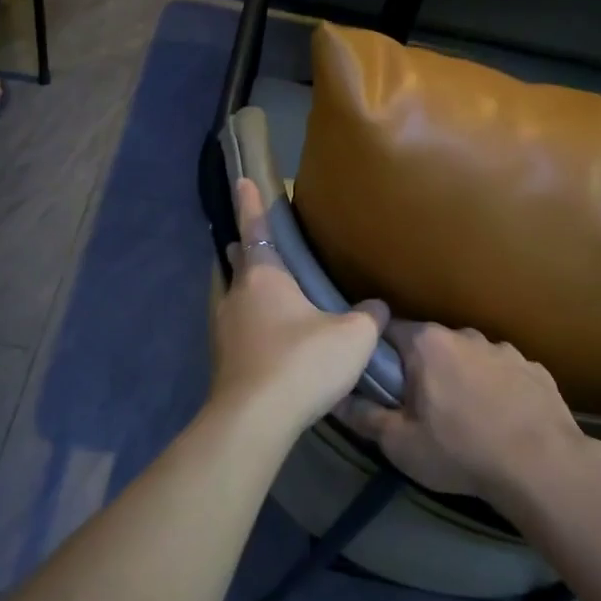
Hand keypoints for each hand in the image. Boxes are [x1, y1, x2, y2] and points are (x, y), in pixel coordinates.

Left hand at [209, 180, 387, 438]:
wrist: (254, 420)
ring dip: (246, 288)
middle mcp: (236, 296)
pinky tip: (268, 336)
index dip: (249, 203)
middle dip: (246, 249)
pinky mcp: (222, 360)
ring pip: (233, 296)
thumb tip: (378, 307)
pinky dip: (249, 321)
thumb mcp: (351, 337)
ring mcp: (223, 329)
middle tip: (259, 242)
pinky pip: (236, 327)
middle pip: (238, 263)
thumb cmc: (301, 363)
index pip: (255, 229)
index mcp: (263, 278)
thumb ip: (368, 317)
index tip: (241, 179)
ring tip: (268, 291)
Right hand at [337, 323, 600, 500]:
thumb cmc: (460, 451)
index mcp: (427, 344)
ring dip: (463, 378)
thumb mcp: (400, 443)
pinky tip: (503, 420)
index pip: (389, 332)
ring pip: (471, 358)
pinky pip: (505, 374)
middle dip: (423, 369)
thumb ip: (364, 417)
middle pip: (431, 345)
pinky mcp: (536, 369)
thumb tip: (336, 399)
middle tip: (422, 407)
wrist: (543, 468)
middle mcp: (465, 335)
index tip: (379, 381)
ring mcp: (505, 350)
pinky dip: (499, 390)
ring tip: (467, 417)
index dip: (379, 355)